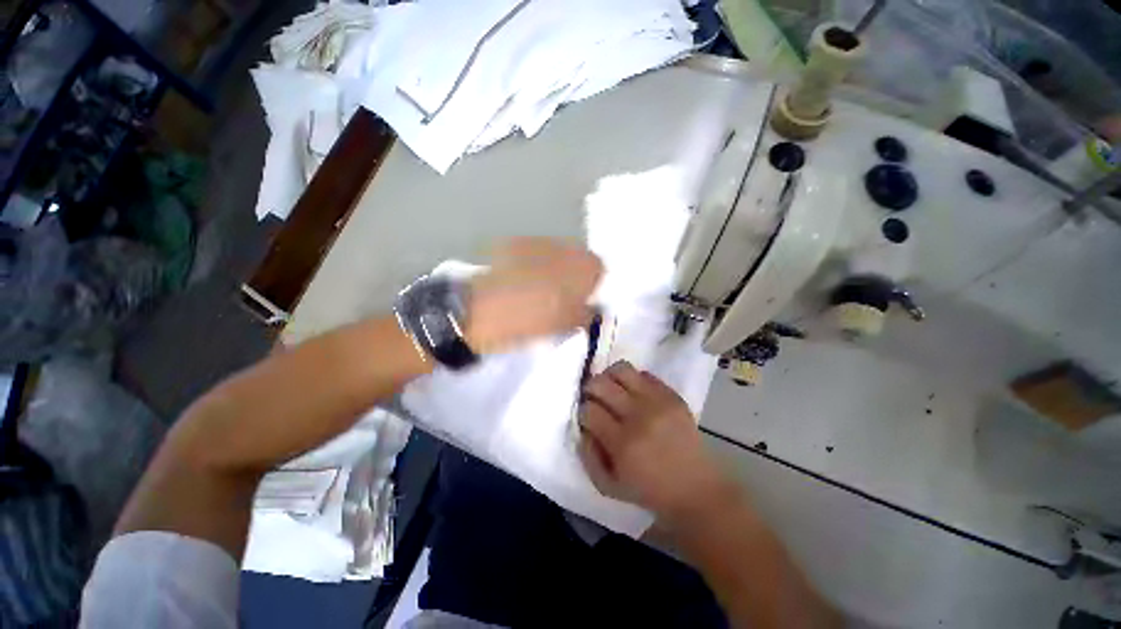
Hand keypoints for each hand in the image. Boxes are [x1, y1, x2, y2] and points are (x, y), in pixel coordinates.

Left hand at [466, 238, 602, 353]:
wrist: (486, 308)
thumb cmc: (535, 319)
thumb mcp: (568, 326)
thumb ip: (588, 315)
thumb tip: (593, 309)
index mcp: (585, 267)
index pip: (600, 271)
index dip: (592, 286)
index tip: (581, 301)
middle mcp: (567, 247)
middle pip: (577, 259)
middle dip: (572, 275)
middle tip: (560, 296)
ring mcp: (540, 241)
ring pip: (555, 255)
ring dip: (552, 268)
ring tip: (536, 289)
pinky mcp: (516, 243)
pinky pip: (533, 254)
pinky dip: (531, 264)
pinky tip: (518, 281)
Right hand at [578, 361, 732, 526]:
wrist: (696, 488)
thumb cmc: (649, 490)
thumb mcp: (608, 486)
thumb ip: (587, 455)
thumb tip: (583, 425)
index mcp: (622, 444)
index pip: (589, 410)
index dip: (584, 413)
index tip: (589, 420)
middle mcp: (639, 417)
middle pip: (600, 383)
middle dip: (591, 389)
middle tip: (595, 399)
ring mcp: (658, 402)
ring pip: (621, 369)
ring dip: (610, 377)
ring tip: (613, 389)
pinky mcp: (673, 395)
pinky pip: (644, 374)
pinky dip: (633, 381)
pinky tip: (635, 394)